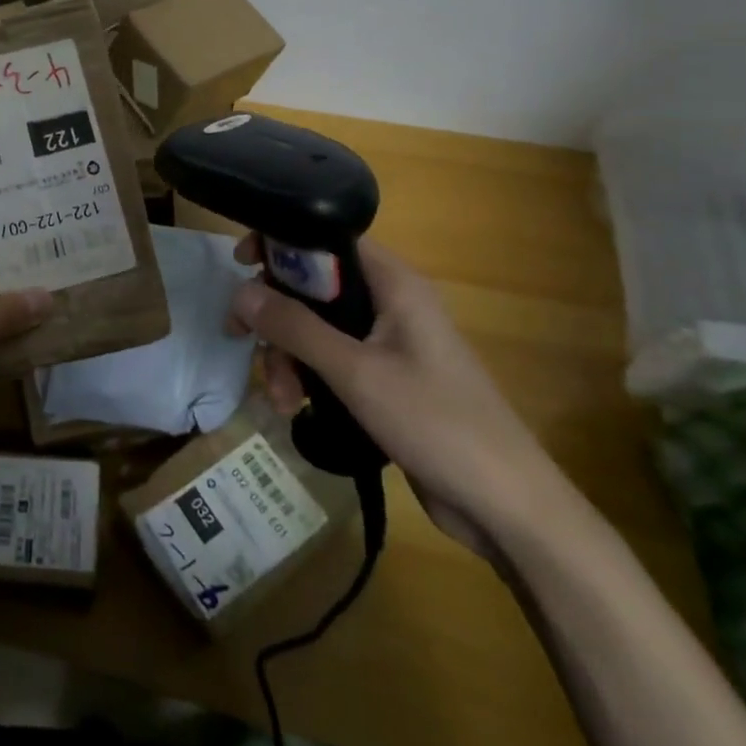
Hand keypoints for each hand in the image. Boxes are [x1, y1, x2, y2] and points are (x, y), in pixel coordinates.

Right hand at [229, 235, 569, 559]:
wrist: (506, 507)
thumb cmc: (436, 423)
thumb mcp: (355, 372)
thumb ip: (295, 328)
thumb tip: (240, 291)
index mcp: (394, 285)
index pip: (328, 239)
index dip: (282, 243)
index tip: (240, 264)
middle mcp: (390, 305)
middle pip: (314, 288)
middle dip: (277, 318)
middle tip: (242, 340)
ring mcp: (388, 344)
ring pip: (317, 329)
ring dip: (288, 357)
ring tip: (280, 400)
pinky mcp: (385, 380)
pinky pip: (332, 362)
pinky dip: (308, 378)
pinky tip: (295, 408)